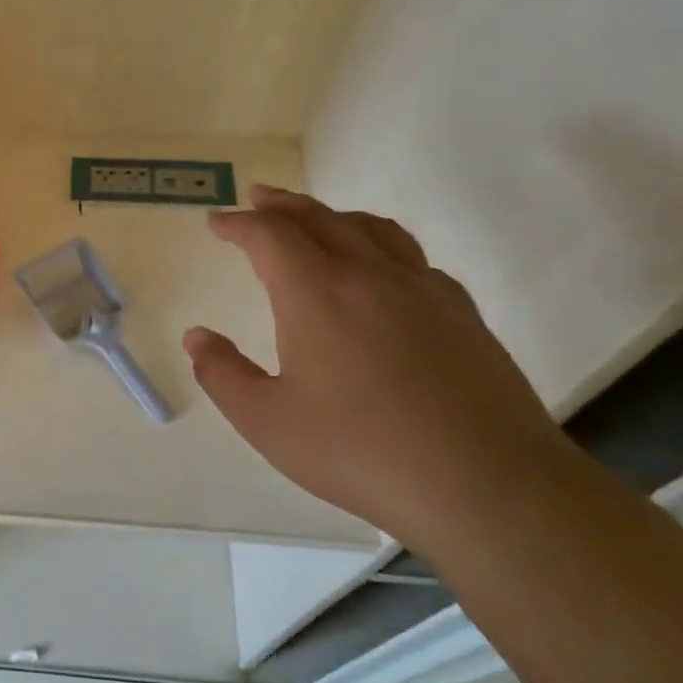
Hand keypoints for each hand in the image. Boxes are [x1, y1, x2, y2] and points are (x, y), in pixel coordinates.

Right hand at [183, 186, 574, 540]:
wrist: (486, 484)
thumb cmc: (360, 451)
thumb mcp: (267, 421)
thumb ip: (222, 374)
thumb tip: (196, 336)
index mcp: (316, 294)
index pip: (270, 236)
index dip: (238, 224)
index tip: (217, 222)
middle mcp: (369, 275)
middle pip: (320, 218)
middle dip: (282, 205)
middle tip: (258, 198)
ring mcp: (423, 289)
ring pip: (372, 228)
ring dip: (332, 214)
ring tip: (315, 219)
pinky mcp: (462, 313)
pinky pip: (412, 257)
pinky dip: (381, 245)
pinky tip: (382, 270)